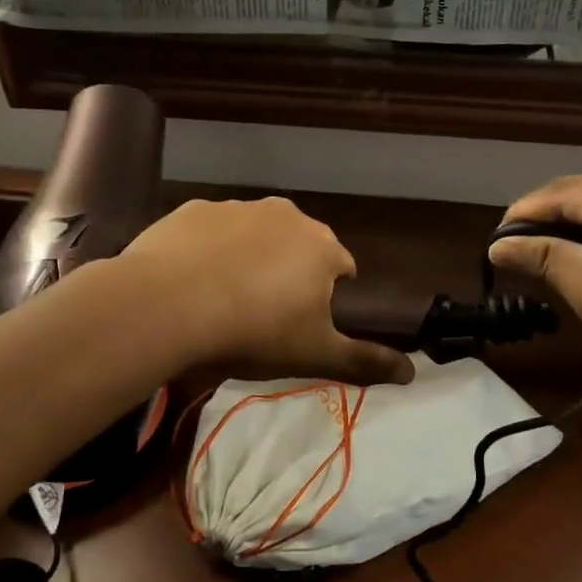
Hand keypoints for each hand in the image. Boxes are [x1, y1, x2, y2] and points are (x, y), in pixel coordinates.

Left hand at [118, 197, 414, 385]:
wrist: (168, 306)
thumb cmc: (254, 331)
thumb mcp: (315, 354)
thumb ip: (365, 362)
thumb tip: (413, 374)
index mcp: (322, 246)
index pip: (342, 267)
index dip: (328, 297)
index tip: (305, 323)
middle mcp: (285, 215)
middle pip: (299, 246)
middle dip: (290, 273)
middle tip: (265, 313)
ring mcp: (237, 208)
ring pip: (256, 234)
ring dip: (250, 258)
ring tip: (225, 298)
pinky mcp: (193, 210)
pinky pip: (212, 231)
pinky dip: (210, 250)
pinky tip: (192, 280)